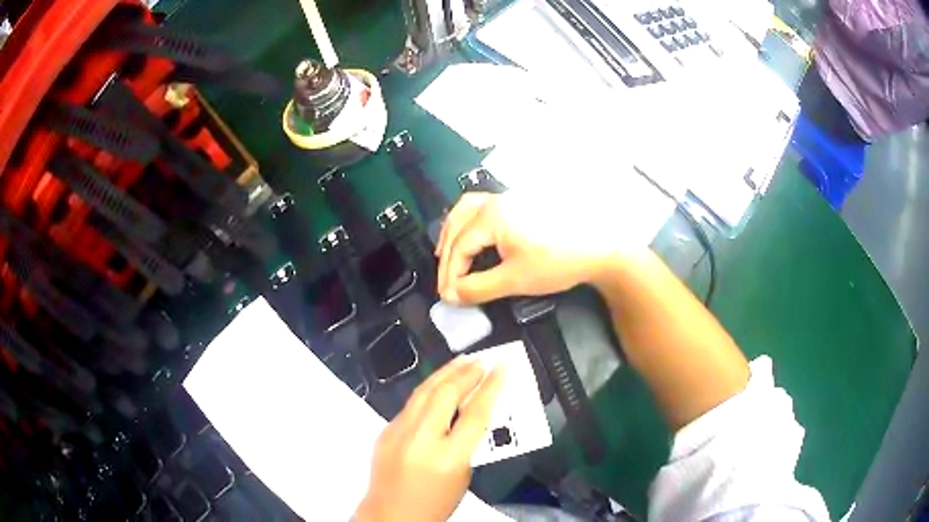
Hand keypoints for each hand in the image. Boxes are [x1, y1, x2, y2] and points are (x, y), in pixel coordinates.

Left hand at [355, 358, 505, 521]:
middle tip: (482, 361)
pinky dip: (428, 390)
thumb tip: (473, 411)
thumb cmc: (437, 502)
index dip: (492, 387)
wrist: (391, 514)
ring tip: (463, 361)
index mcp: (448, 457)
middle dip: (467, 374)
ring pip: (424, 392)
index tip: (502, 367)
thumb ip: (469, 443)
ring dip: (445, 373)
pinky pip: (411, 404)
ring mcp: (398, 432)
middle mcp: (421, 439)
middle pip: (446, 394)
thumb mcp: (464, 475)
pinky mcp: (385, 431)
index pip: (475, 414)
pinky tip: (438, 384)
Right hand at [436, 192, 639, 303]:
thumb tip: (451, 295)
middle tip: (446, 281)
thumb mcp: (515, 280)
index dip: (450, 275)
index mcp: (491, 216)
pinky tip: (474, 236)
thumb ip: (478, 288)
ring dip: (454, 232)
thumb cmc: (558, 262)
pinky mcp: (521, 202)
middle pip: (458, 225)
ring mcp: (509, 198)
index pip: (459, 247)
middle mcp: (495, 200)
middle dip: (448, 256)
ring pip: (468, 209)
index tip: (448, 298)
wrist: (601, 246)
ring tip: (448, 253)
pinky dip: (470, 223)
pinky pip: (483, 207)